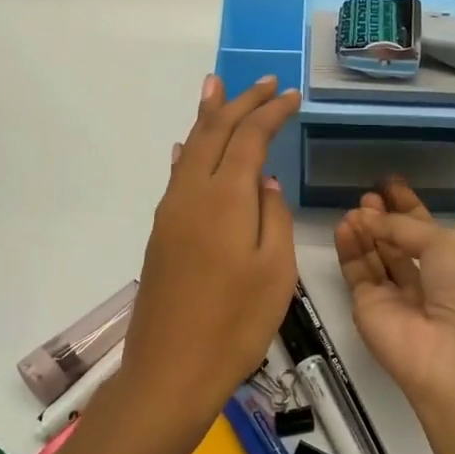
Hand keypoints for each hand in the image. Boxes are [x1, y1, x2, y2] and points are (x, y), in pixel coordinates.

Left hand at [119, 75, 300, 435]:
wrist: (171, 371)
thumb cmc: (235, 324)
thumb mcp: (276, 271)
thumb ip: (273, 216)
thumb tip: (263, 181)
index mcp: (226, 198)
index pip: (249, 137)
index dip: (271, 112)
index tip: (292, 96)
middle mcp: (192, 194)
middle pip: (215, 132)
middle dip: (240, 103)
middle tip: (264, 82)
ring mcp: (171, 213)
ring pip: (191, 149)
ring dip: (208, 117)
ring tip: (216, 88)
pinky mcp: (162, 234)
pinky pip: (177, 176)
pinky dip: (189, 152)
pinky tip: (188, 147)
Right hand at [334, 178, 454, 422]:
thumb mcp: (446, 245)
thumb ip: (405, 226)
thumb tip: (370, 215)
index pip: (426, 230)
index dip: (409, 207)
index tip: (390, 183)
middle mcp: (426, 280)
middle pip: (399, 243)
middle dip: (384, 217)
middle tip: (368, 194)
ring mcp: (395, 297)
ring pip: (375, 256)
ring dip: (365, 230)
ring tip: (354, 207)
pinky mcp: (368, 309)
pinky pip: (357, 273)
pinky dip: (350, 249)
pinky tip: (345, 226)